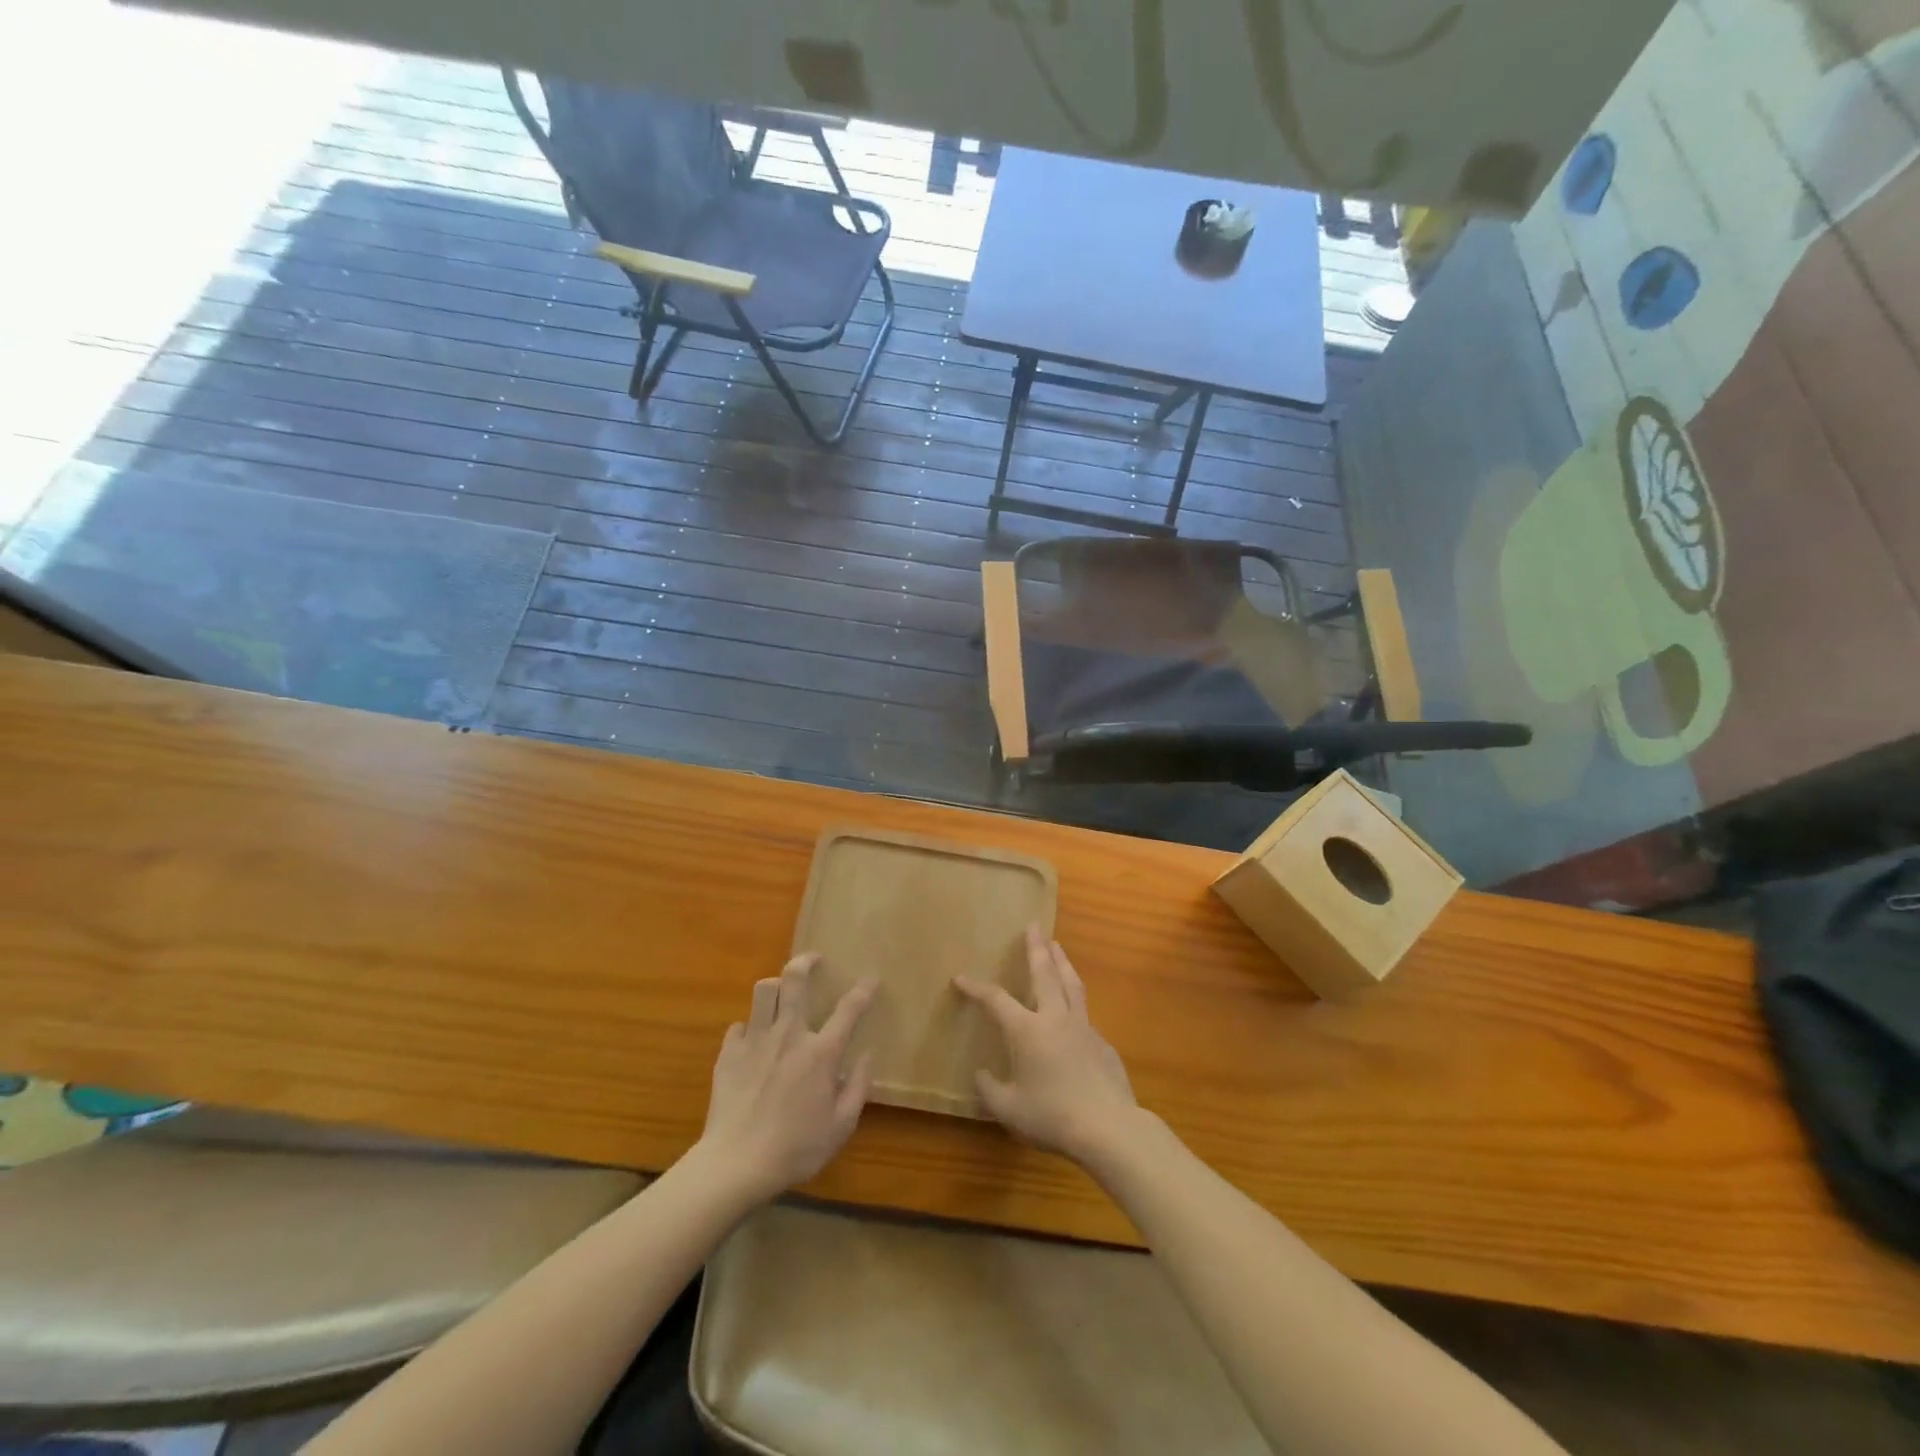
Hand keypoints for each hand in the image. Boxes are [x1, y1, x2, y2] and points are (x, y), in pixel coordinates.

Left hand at [696, 955, 876, 1202]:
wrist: (735, 1165)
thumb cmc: (796, 1149)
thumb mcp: (841, 1126)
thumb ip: (858, 1087)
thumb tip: (866, 1056)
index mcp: (820, 1053)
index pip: (849, 1009)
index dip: (864, 990)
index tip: (872, 979)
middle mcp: (789, 1035)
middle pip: (794, 979)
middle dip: (806, 961)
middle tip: (814, 960)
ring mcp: (755, 1041)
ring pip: (763, 992)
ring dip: (775, 987)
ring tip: (782, 995)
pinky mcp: (728, 1054)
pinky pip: (739, 1026)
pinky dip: (749, 1028)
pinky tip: (753, 1041)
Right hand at [954, 927, 1140, 1165]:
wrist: (1108, 1128)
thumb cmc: (1052, 1117)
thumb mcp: (1009, 1109)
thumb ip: (990, 1090)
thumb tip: (982, 1074)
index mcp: (1027, 1030)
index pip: (996, 1000)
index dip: (976, 988)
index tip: (961, 978)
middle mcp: (1055, 1018)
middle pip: (1044, 973)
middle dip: (1035, 947)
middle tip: (1033, 926)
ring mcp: (1083, 1028)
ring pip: (1071, 984)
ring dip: (1062, 961)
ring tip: (1057, 946)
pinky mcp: (1103, 1043)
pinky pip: (1084, 1015)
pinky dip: (1075, 1002)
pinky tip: (1074, 1012)